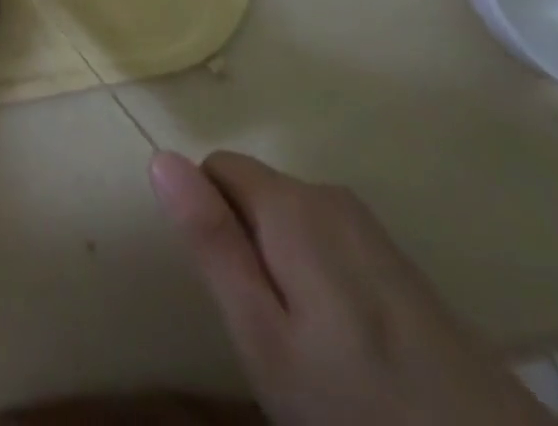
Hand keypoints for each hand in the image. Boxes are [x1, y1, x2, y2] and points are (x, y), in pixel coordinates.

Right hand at [150, 151, 551, 425]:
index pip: (214, 169)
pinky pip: (327, 241)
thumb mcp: (264, 337)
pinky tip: (346, 341)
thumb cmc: (358, 403)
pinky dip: (318, 276)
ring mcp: (368, 225)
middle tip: (270, 328)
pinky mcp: (397, 258)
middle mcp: (327, 194)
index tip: (232, 290)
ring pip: (288, 219)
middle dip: (246, 244)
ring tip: (308, 342)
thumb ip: (211, 242)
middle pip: (253, 192)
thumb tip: (160, 157)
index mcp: (290, 203)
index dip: (209, 222)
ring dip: (281, 263)